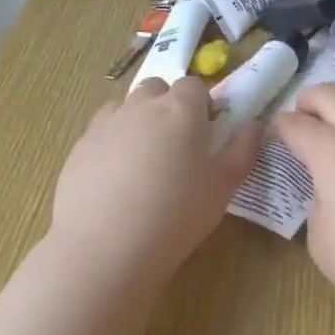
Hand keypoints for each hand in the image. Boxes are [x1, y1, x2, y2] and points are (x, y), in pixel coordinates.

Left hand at [49, 76, 259, 286]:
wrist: (104, 249)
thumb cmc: (175, 216)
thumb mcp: (223, 188)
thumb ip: (243, 150)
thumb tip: (254, 126)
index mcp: (182, 108)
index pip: (194, 85)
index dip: (202, 105)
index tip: (205, 134)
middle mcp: (143, 105)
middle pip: (158, 88)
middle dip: (168, 105)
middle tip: (175, 145)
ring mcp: (107, 122)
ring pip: (127, 106)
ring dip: (138, 119)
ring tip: (143, 160)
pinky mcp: (80, 145)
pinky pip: (101, 129)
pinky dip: (112, 141)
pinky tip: (115, 177)